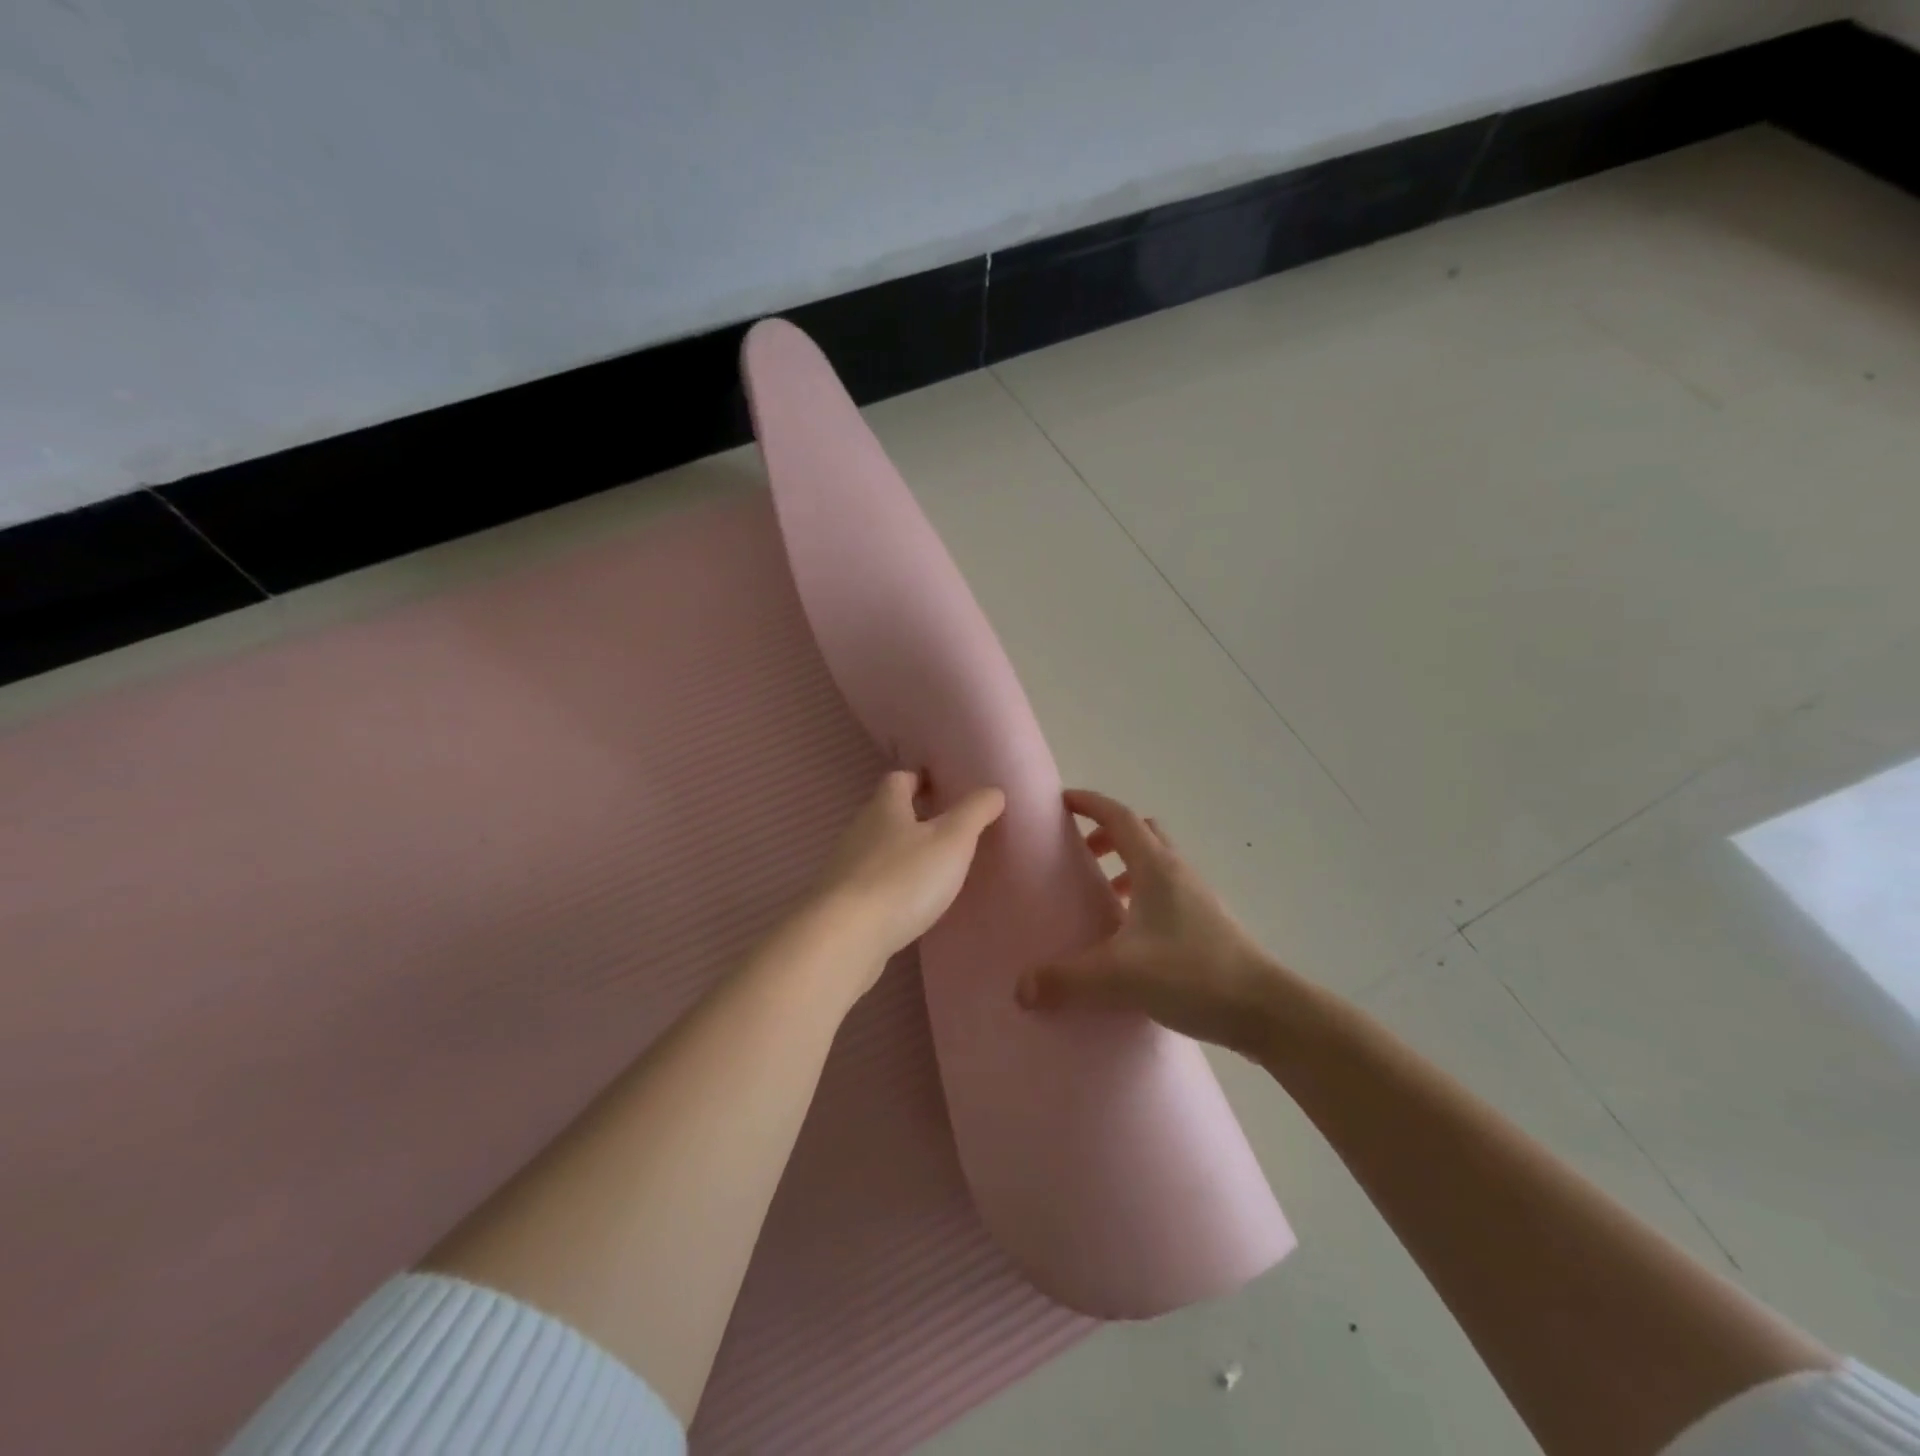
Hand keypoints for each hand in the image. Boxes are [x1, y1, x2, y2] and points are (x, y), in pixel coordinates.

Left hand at [808, 770, 1006, 975]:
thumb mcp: (952, 840)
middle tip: (948, 827)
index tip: (943, 787)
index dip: (920, 779)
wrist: (846, 938)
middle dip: (914, 816)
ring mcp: (847, 867)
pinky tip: (910, 901)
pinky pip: (872, 881)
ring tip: (934, 866)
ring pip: (879, 848)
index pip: (900, 778)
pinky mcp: (843, 902)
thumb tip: (994, 790)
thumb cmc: (903, 879)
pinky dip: (892, 883)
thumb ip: (975, 812)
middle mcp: (860, 830)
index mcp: (885, 807)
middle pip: (887, 813)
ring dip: (903, 852)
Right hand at [1016, 789, 1291, 1056]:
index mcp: (1157, 867)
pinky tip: (1130, 937)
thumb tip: (1021, 987)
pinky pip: (1168, 894)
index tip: (1062, 801)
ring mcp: (1197, 899)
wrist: (1265, 1010)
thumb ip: (1067, 979)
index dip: (1090, 803)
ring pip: (1157, 864)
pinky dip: (1143, 898)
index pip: (1119, 816)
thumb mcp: (1120, 976)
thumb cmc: (1193, 974)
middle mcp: (1178, 873)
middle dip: (1108, 835)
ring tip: (1101, 896)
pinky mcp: (1207, 926)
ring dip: (1128, 868)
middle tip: (1081, 854)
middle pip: (1142, 834)